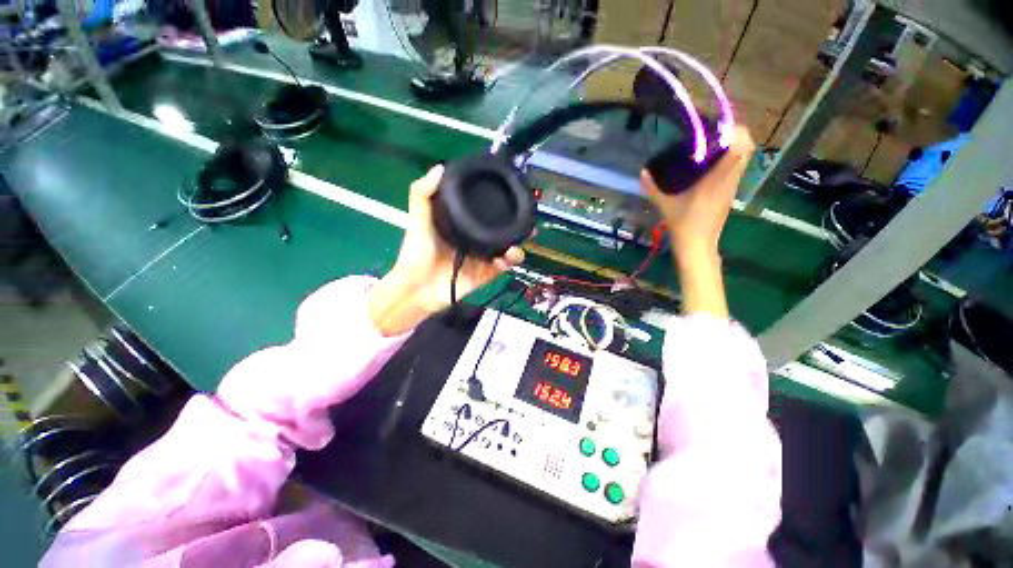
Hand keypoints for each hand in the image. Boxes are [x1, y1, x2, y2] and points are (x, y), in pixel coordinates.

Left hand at [368, 166, 524, 334]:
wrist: (416, 287)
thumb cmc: (416, 253)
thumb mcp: (418, 220)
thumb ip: (423, 193)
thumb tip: (439, 168)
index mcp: (462, 227)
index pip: (485, 215)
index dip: (500, 208)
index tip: (512, 199)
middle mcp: (475, 241)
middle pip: (501, 234)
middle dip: (517, 230)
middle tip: (528, 226)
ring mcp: (481, 259)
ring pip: (505, 251)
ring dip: (516, 248)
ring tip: (516, 246)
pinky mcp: (484, 275)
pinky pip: (501, 268)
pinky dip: (507, 263)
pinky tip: (506, 258)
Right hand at [640, 126, 753, 258]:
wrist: (698, 245)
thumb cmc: (683, 225)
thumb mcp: (665, 206)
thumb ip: (653, 188)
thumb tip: (643, 172)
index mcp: (715, 180)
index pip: (738, 148)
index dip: (733, 131)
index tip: (717, 125)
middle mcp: (729, 179)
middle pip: (747, 147)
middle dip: (735, 133)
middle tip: (714, 131)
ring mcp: (732, 186)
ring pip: (744, 157)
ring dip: (734, 145)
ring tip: (712, 143)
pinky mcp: (730, 192)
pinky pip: (737, 167)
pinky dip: (730, 158)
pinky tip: (711, 162)